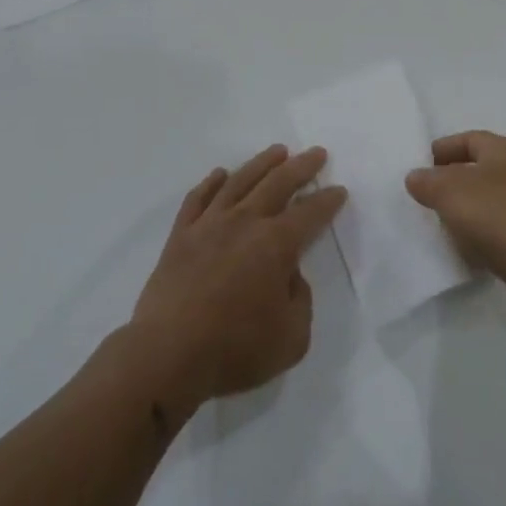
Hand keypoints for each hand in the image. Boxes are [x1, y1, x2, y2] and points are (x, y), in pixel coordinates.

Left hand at [131, 145, 346, 407]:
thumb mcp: (291, 337)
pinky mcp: (181, 235)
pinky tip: (220, 175)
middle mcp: (245, 223)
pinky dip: (211, 182)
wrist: (167, 354)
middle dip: (301, 166)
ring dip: (262, 163)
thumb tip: (289, 273)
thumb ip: (300, 299)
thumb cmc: (234, 349)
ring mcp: (209, 224)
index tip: (339, 190)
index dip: (328, 201)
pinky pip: (198, 198)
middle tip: (316, 153)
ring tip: (277, 151)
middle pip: (278, 183)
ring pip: (240, 181)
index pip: (310, 213)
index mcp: (276, 245)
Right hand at [405, 131, 505, 317]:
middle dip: (453, 182)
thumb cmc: (497, 214)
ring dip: (467, 211)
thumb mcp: (450, 191)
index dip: (443, 149)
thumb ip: (428, 181)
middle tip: (427, 196)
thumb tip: (415, 177)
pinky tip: (466, 249)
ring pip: (489, 201)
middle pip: (479, 170)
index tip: (421, 165)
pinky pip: (499, 230)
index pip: (469, 139)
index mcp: (504, 150)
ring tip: (442, 224)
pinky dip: (481, 235)